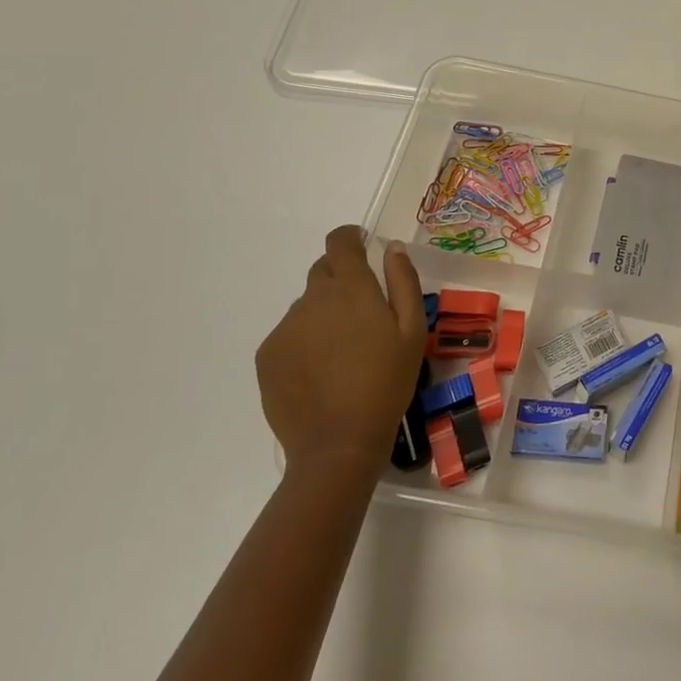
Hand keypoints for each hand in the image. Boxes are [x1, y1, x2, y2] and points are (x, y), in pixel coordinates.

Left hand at [257, 226, 425, 475]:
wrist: (338, 443)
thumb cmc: (387, 382)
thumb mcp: (413, 330)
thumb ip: (403, 282)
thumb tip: (392, 248)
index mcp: (350, 288)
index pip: (339, 242)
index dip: (350, 237)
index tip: (362, 246)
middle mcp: (312, 299)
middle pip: (323, 271)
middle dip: (342, 280)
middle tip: (363, 313)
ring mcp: (285, 328)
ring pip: (307, 306)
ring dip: (325, 313)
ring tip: (344, 351)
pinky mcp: (268, 356)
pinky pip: (290, 334)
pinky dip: (306, 340)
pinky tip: (322, 370)